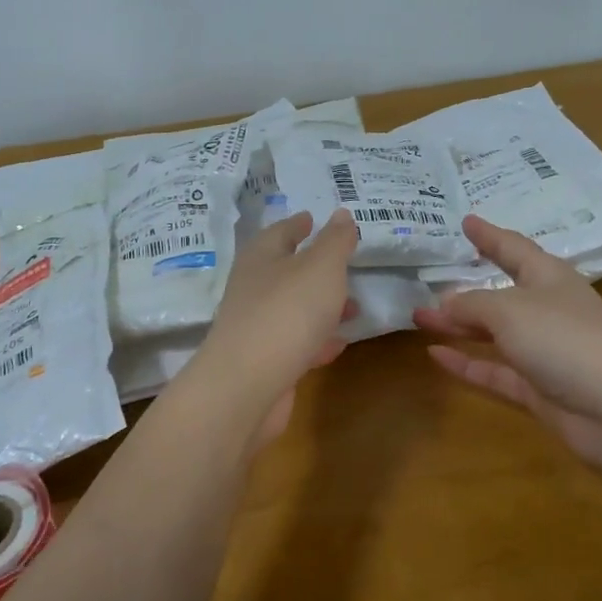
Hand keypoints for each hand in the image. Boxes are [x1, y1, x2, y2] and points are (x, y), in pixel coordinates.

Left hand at [191, 209, 357, 448]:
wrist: (248, 385)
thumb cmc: (287, 312)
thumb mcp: (321, 267)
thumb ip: (335, 241)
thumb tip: (341, 214)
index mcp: (261, 258)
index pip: (280, 232)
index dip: (298, 224)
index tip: (311, 218)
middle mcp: (253, 289)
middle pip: (285, 271)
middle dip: (315, 268)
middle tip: (344, 265)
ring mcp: (256, 328)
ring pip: (293, 309)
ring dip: (321, 307)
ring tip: (353, 307)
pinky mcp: (264, 363)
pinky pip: (296, 344)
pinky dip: (317, 340)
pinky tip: (338, 345)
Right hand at [414, 215, 601, 477]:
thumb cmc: (563, 339)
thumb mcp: (509, 310)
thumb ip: (472, 303)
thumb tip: (446, 302)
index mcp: (549, 278)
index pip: (513, 248)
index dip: (489, 235)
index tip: (466, 221)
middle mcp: (547, 310)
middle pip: (499, 294)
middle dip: (463, 290)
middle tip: (426, 282)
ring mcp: (543, 351)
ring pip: (493, 333)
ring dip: (458, 326)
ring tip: (420, 319)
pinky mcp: (537, 388)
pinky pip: (494, 370)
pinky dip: (466, 363)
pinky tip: (435, 355)